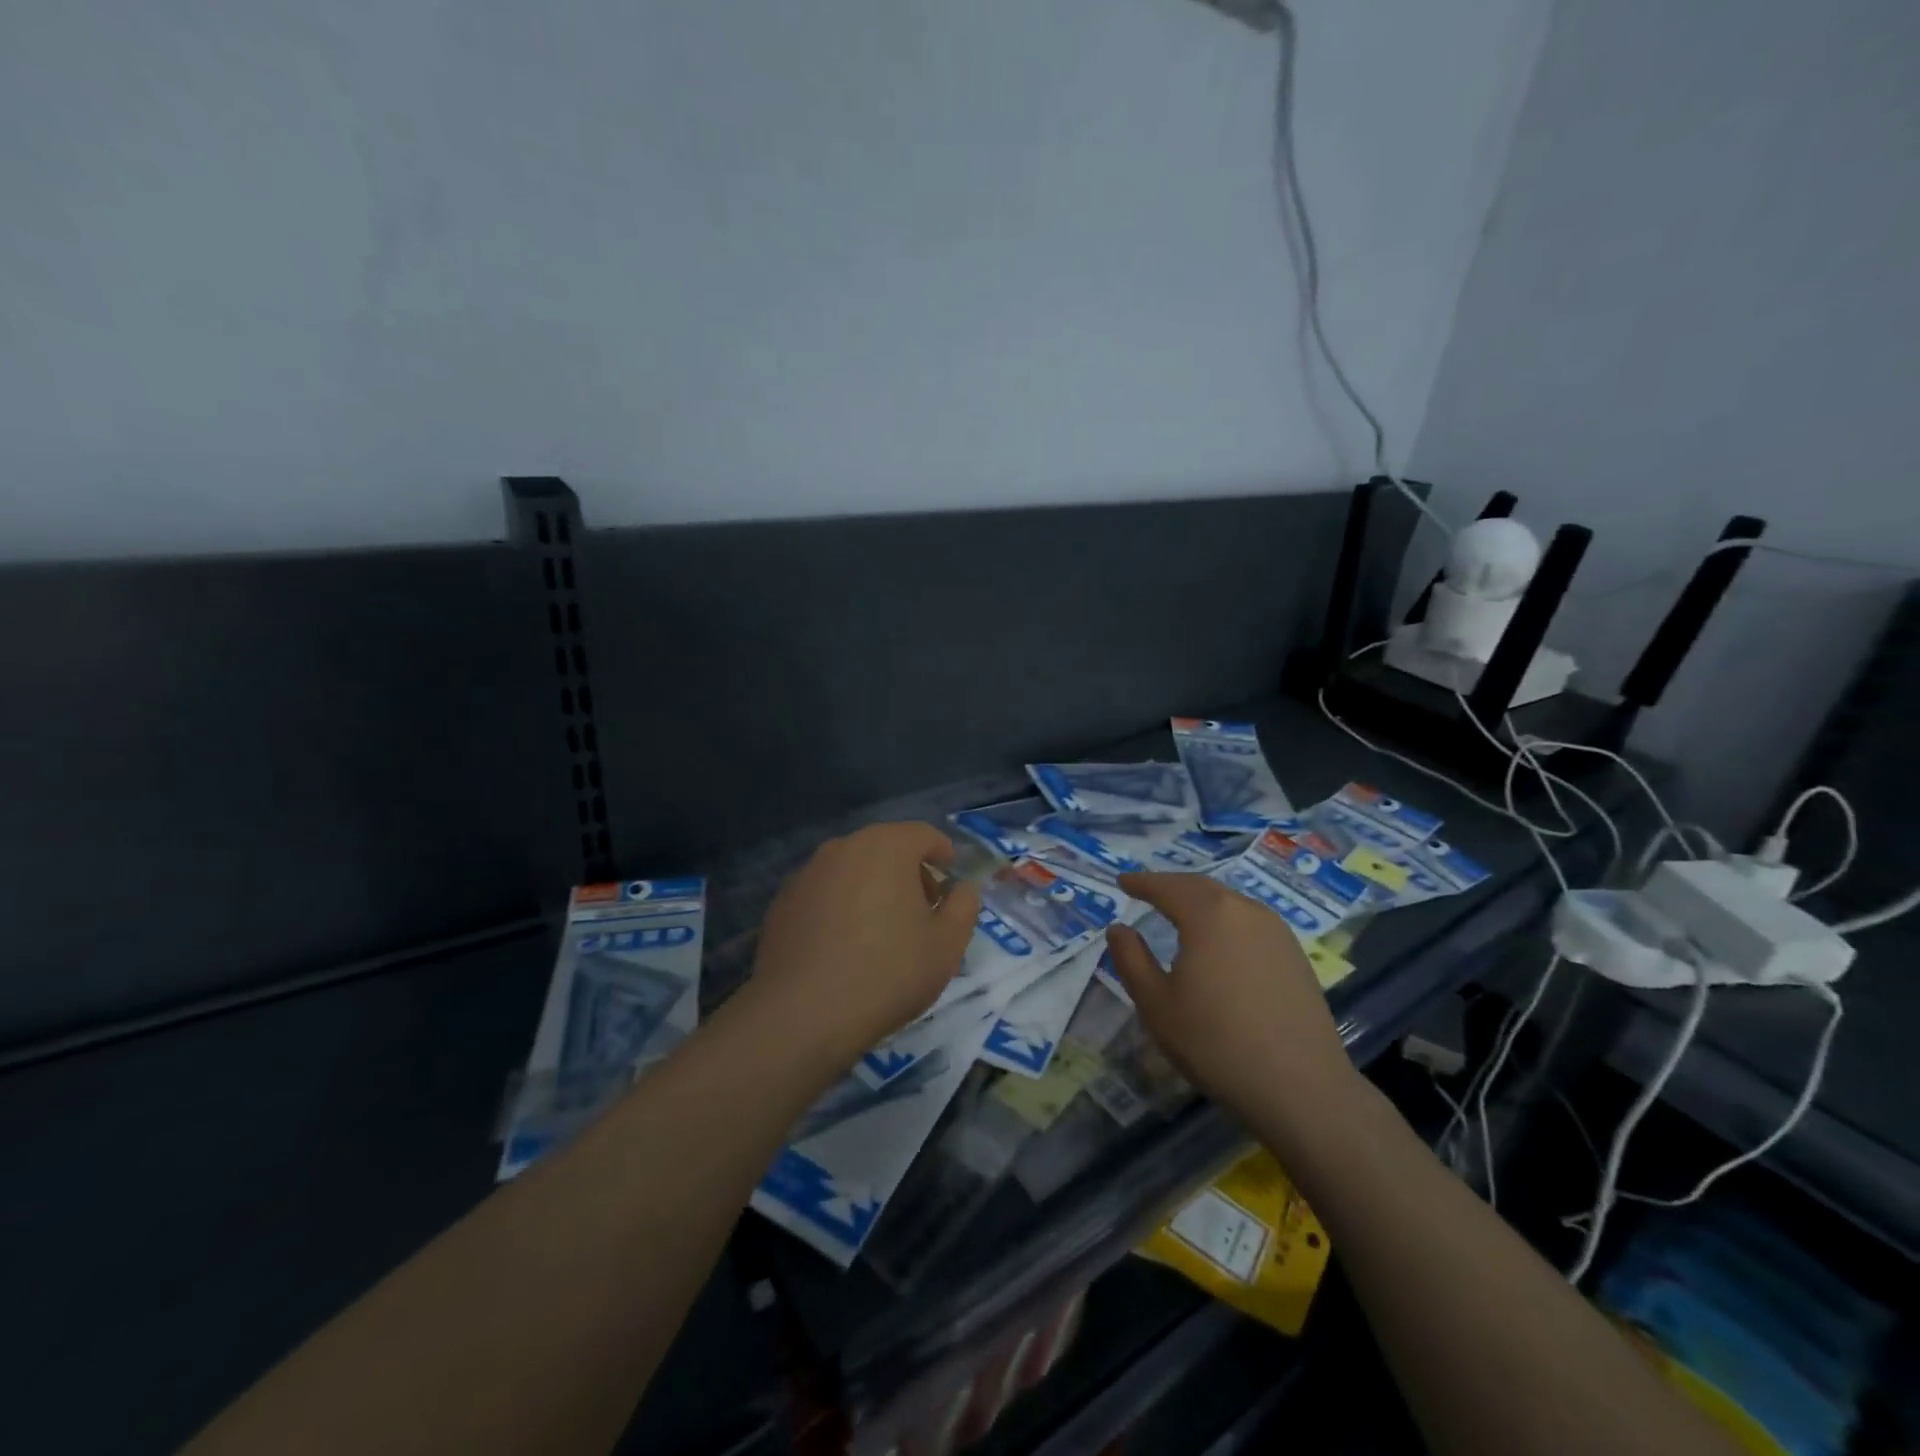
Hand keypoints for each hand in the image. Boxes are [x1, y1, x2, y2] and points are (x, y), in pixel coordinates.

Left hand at [740, 822, 980, 1071]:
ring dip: (872, 887)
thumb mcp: (946, 945)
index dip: (942, 852)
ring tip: (882, 929)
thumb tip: (962, 888)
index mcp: (886, 847)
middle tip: (923, 908)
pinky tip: (844, 945)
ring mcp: (807, 873)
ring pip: (852, 869)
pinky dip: (840, 906)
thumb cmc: (888, 973)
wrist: (803, 1014)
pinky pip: (824, 893)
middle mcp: (843, 847)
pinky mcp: (782, 902)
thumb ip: (964, 906)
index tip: (951, 874)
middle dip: (908, 871)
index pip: (923, 834)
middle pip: (885, 848)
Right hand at [1104, 872, 1358, 1129]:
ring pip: (1229, 903)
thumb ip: (1130, 959)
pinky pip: (1249, 923)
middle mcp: (1245, 911)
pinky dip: (1224, 920)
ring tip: (1179, 912)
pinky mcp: (1295, 956)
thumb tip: (1119, 928)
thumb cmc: (1216, 1043)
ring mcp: (1277, 932)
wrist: (1301, 1088)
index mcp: (1209, 915)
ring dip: (1200, 902)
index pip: (1167, 887)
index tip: (1122, 881)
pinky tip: (1219, 942)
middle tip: (1147, 890)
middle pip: (1201, 887)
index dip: (1141, 883)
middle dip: (1171, 886)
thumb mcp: (1156, 1004)